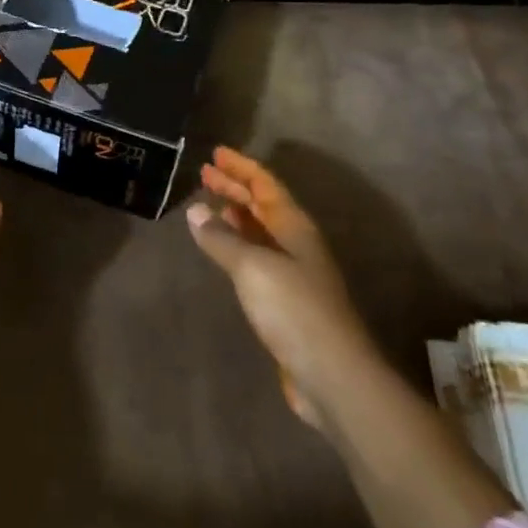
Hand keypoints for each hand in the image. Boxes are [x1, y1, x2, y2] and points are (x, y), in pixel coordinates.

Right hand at [188, 146, 368, 430]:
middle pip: (263, 205)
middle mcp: (296, 244)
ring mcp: (293, 274)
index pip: (266, 185)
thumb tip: (196, 209)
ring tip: (209, 203)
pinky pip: (256, 258)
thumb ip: (221, 237)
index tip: (216, 153)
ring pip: (260, 232)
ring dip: (235, 214)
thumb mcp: (252, 267)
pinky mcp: (285, 302)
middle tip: (205, 173)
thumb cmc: (294, 310)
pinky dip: (237, 245)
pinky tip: (222, 249)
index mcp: (294, 228)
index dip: (241, 167)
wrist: (332, 375)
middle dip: (235, 187)